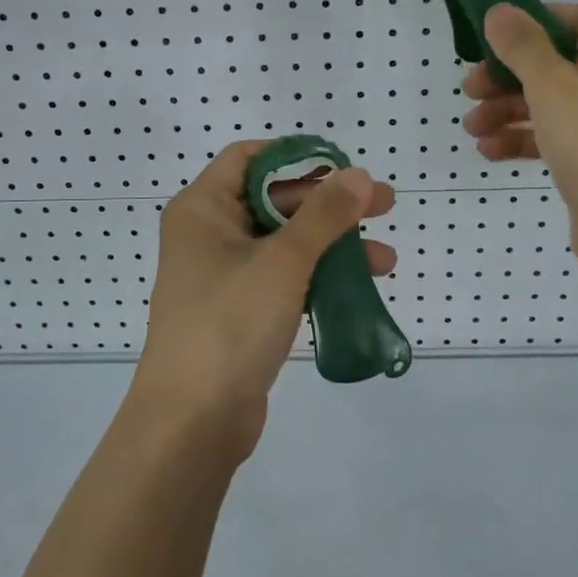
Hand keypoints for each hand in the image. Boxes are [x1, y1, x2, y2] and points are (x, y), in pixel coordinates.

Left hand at [134, 141, 395, 458]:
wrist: (191, 421)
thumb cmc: (230, 323)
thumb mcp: (283, 262)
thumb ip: (324, 215)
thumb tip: (359, 175)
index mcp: (203, 208)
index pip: (249, 158)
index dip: (297, 156)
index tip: (344, 166)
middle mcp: (208, 234)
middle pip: (274, 200)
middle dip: (330, 205)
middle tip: (385, 207)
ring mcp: (223, 275)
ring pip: (284, 243)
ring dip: (332, 245)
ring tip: (386, 260)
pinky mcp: (239, 310)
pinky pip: (282, 278)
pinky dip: (317, 276)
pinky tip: (359, 287)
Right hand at [462, 3, 577, 278]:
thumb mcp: (553, 87)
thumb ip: (522, 46)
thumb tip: (498, 10)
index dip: (533, 23)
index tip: (490, 38)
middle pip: (561, 64)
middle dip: (509, 78)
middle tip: (470, 89)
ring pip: (554, 104)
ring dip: (509, 111)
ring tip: (472, 127)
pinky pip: (559, 137)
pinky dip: (526, 139)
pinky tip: (489, 150)